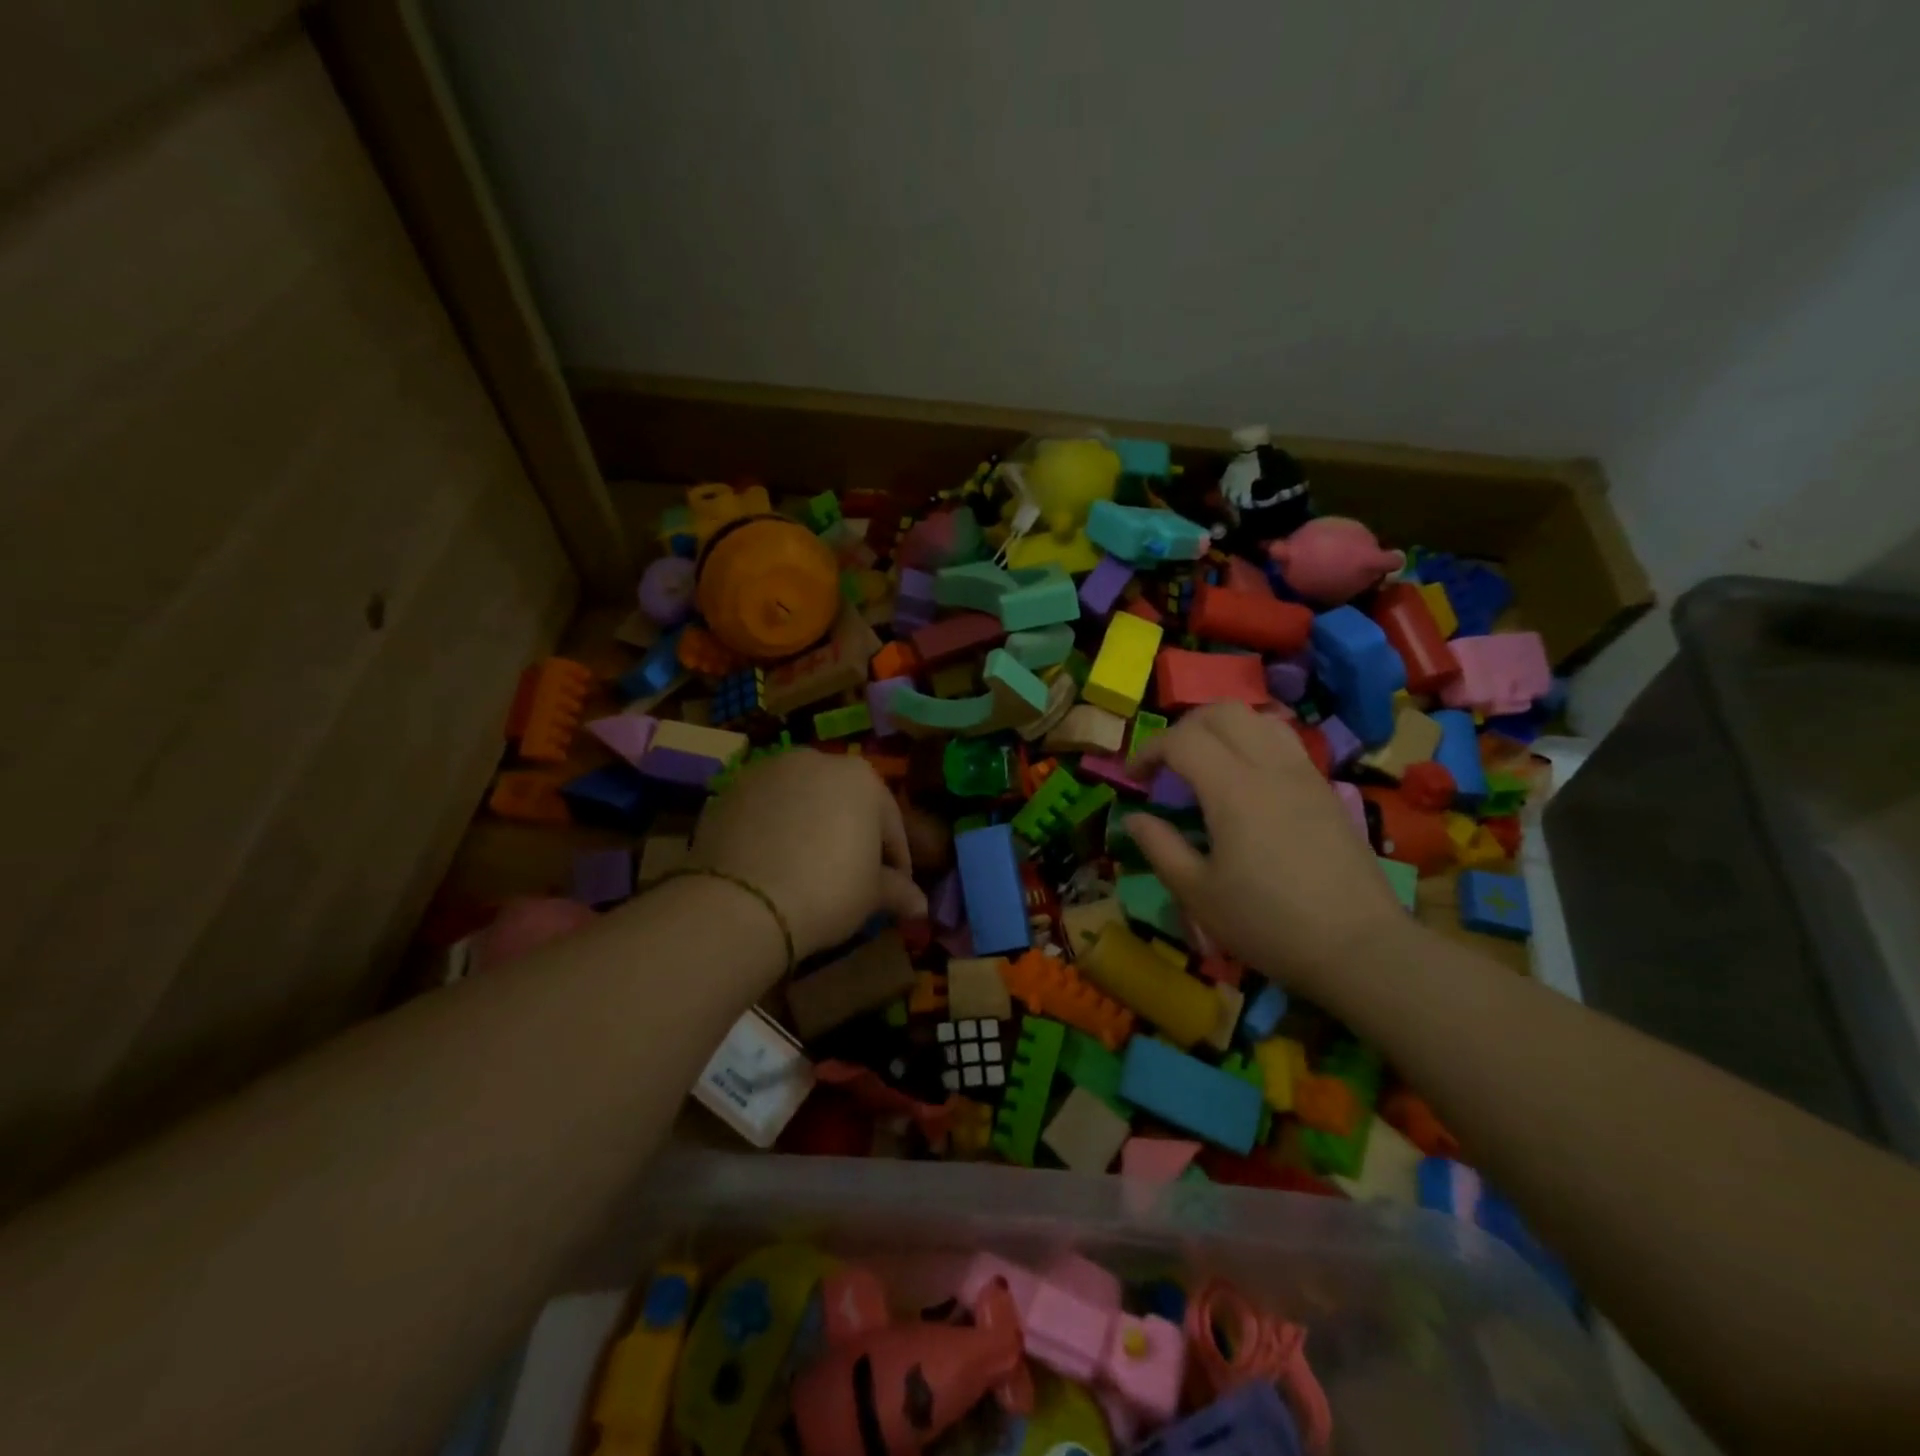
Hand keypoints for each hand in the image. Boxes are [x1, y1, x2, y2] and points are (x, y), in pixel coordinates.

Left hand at [691, 750, 926, 958]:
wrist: (742, 902)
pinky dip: (771, 831)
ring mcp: (767, 770)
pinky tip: (770, 864)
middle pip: (843, 802)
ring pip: (800, 800)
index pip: (889, 822)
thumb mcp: (871, 895)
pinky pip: (763, 811)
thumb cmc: (827, 891)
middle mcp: (815, 760)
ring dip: (808, 827)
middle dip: (849, 834)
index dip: (895, 859)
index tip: (895, 888)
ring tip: (805, 868)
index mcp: (861, 778)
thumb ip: (898, 891)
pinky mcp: (728, 790)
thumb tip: (920, 906)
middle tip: (851, 876)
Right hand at [1126, 703, 1409, 999]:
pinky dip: (1253, 743)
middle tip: (1167, 763)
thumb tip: (1133, 818)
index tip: (1134, 779)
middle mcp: (1270, 767)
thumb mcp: (1198, 894)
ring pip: (1258, 719)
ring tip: (1207, 764)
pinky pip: (1284, 742)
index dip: (1149, 750)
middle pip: (1222, 713)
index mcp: (1233, 789)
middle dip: (1184, 728)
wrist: (1360, 948)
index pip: (1182, 740)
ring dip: (1222, 729)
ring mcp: (1304, 775)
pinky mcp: (1325, 790)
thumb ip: (1160, 847)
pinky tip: (1246, 782)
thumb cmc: (1268, 924)